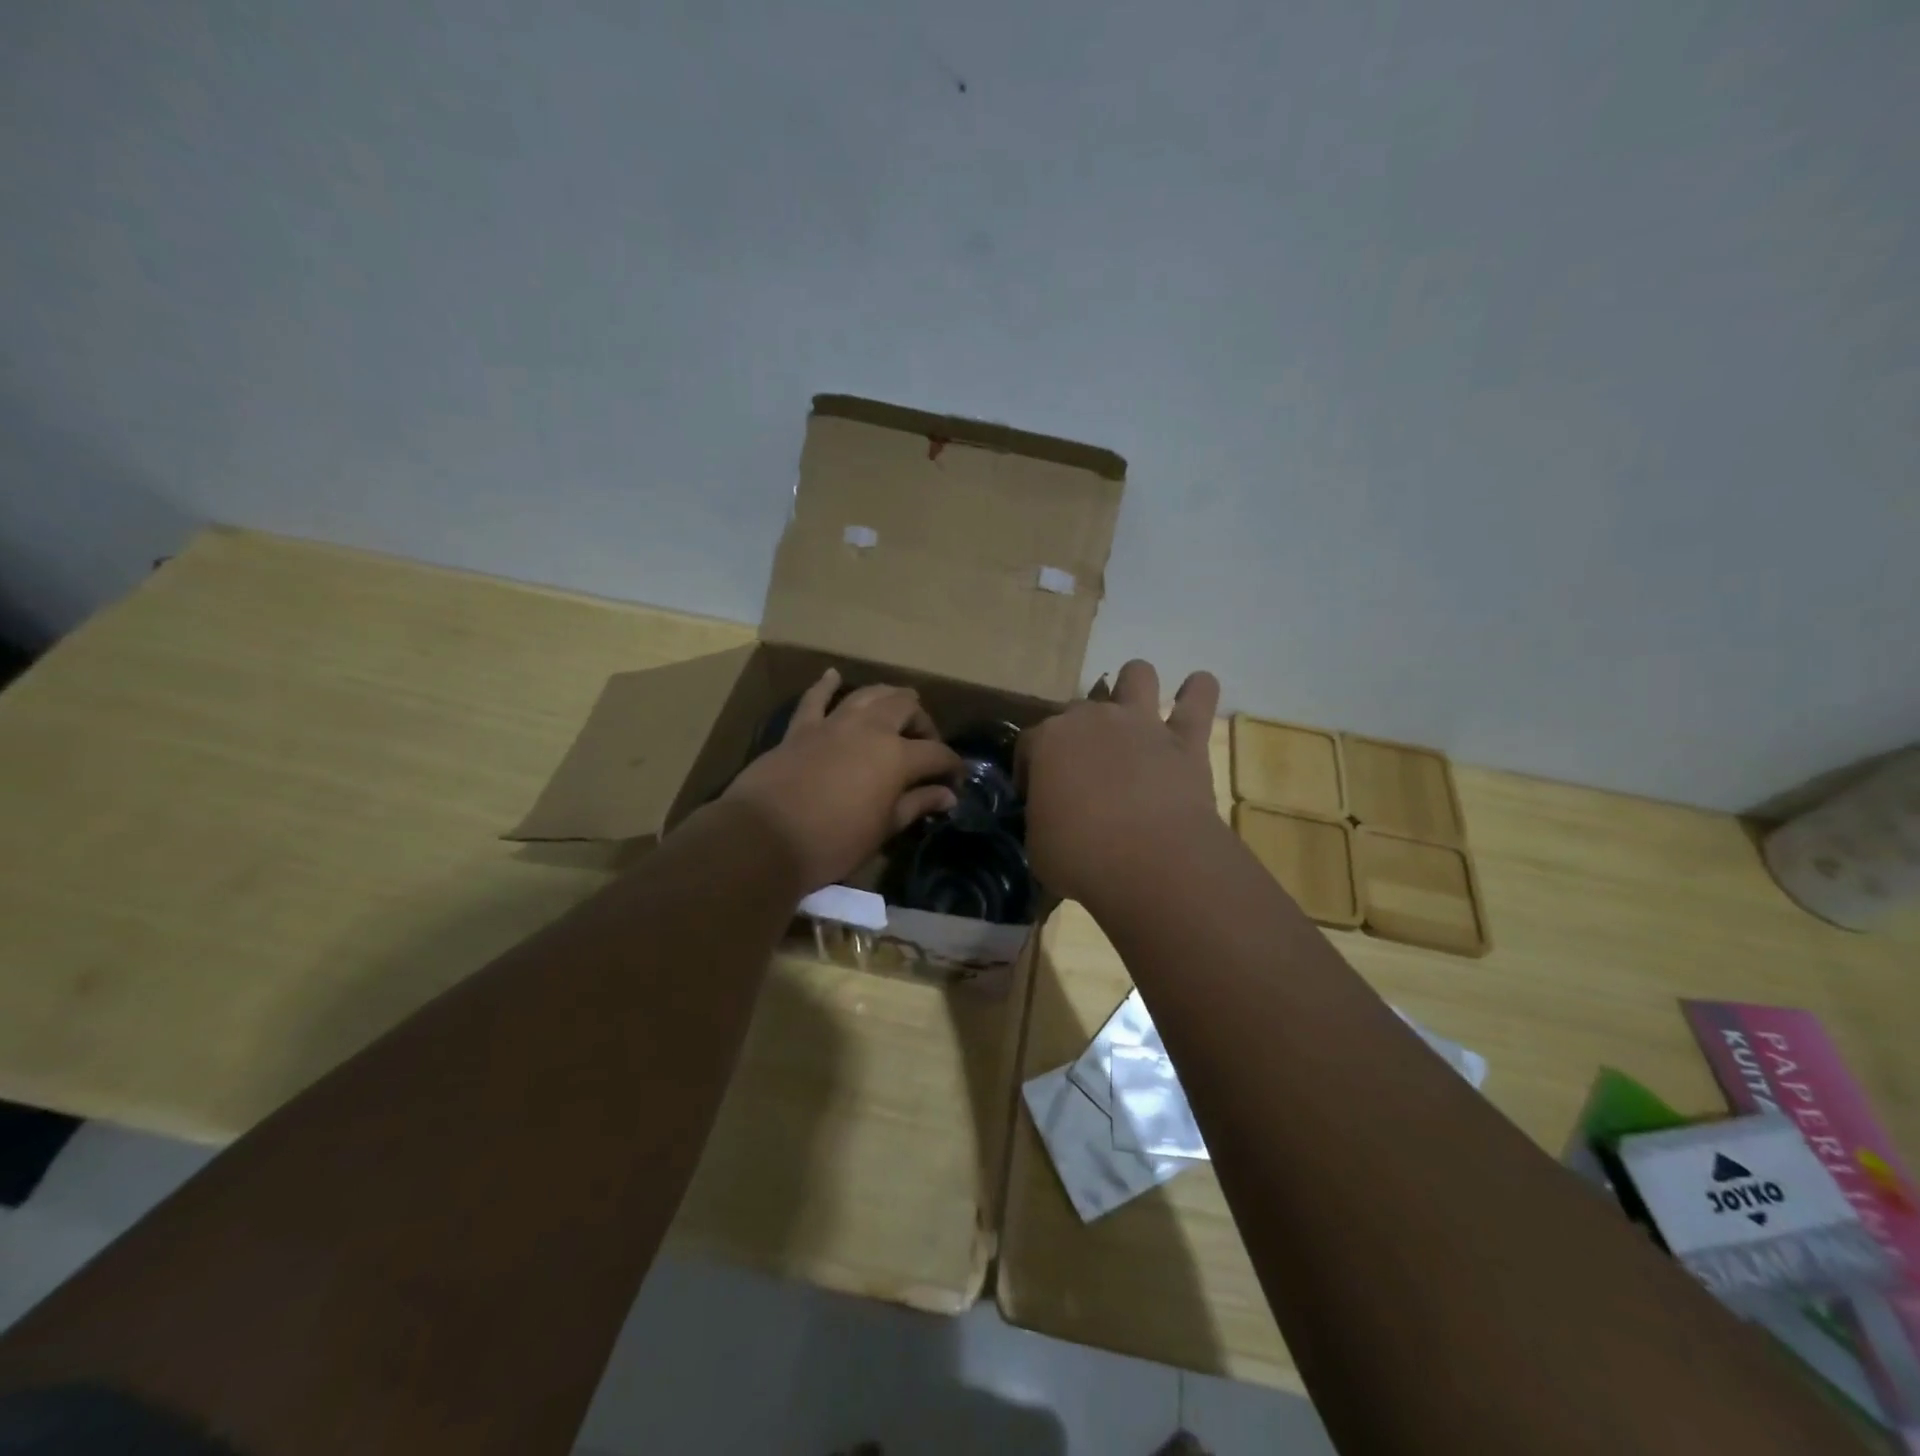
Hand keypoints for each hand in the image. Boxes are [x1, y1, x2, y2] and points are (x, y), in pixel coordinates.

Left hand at [719, 669, 962, 893]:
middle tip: (924, 744)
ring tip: (897, 707)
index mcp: (897, 756)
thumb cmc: (833, 842)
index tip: (955, 780)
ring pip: (867, 694)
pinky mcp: (800, 729)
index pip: (936, 753)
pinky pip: (815, 699)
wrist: (764, 839)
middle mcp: (869, 729)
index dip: (951, 765)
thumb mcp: (883, 829)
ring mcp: (833, 724)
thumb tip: (948, 795)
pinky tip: (834, 676)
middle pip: (905, 708)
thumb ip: (917, 805)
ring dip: (887, 696)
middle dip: (922, 722)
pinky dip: (826, 685)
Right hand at [1016, 659, 1221, 904]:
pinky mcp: (1185, 739)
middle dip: (1079, 733)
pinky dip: (1198, 691)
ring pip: (1136, 674)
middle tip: (1085, 771)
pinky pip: (1199, 696)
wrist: (1150, 861)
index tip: (1036, 796)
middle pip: (1078, 709)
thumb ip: (1042, 818)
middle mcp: (1092, 719)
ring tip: (1136, 711)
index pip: (1029, 744)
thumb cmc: (1080, 856)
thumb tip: (1052, 817)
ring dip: (1134, 687)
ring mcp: (1140, 723)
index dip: (1030, 769)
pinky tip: (1196, 691)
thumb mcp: (1038, 844)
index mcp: (1047, 741)